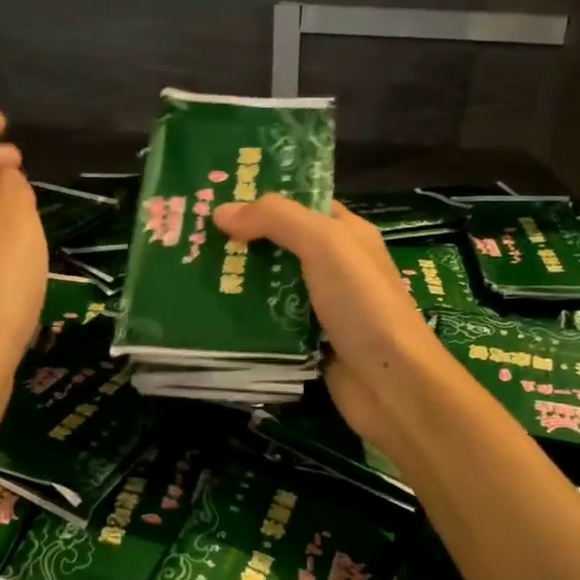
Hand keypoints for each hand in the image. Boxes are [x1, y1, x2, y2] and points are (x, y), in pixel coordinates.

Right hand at [213, 197, 440, 465]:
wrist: (392, 384)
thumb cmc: (363, 305)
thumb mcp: (325, 245)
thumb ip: (277, 220)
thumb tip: (222, 211)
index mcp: (347, 234)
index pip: (301, 204)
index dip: (263, 197)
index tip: (216, 195)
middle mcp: (335, 266)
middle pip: (280, 245)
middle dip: (240, 240)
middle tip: (189, 235)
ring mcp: (321, 306)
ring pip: (270, 285)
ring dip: (237, 280)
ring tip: (188, 271)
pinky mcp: (307, 341)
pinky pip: (269, 321)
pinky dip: (245, 317)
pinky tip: (209, 312)